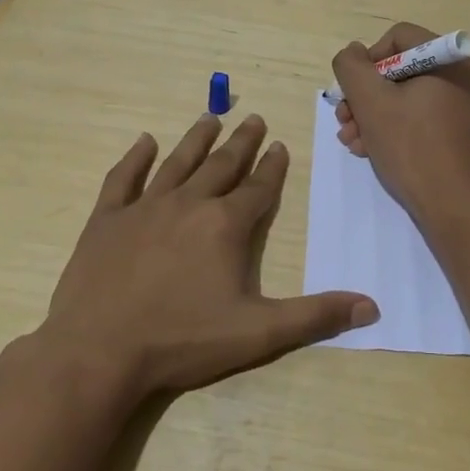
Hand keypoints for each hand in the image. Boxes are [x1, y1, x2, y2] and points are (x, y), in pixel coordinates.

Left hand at [30, 113, 378, 399]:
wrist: (98, 352)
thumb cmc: (182, 341)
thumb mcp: (258, 334)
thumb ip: (315, 316)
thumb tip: (371, 306)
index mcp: (225, 225)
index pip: (258, 188)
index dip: (272, 168)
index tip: (280, 145)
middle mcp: (188, 204)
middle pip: (222, 165)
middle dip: (241, 142)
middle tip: (253, 119)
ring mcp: (144, 208)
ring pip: (177, 162)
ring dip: (197, 140)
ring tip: (211, 118)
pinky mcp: (107, 220)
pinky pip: (122, 179)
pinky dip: (134, 158)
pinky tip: (144, 142)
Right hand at [331, 23, 469, 226]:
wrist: (457, 208)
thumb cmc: (413, 148)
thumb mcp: (371, 102)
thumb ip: (352, 68)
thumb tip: (353, 53)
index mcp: (451, 60)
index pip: (398, 38)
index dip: (367, 61)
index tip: (353, 93)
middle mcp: (464, 76)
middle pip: (400, 69)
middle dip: (366, 95)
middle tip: (344, 120)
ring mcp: (466, 106)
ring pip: (407, 96)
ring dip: (374, 115)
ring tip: (352, 141)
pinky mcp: (462, 132)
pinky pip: (422, 117)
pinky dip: (395, 128)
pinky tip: (371, 150)